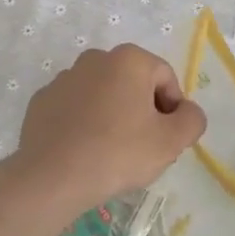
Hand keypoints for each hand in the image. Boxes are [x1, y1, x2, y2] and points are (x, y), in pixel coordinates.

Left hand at [7, 45, 205, 226]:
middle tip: (142, 147)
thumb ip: (192, 120)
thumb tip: (188, 111)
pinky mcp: (42, 100)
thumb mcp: (170, 142)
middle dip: (142, 110)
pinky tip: (83, 151)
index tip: (166, 139)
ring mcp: (64, 78)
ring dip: (112, 115)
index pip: (165, 78)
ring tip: (110, 152)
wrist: (51, 177)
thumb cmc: (118, 153)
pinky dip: (83, 123)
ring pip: (102, 94)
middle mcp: (95, 58)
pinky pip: (74, 108)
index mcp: (129, 59)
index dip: (173, 109)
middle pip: (133, 83)